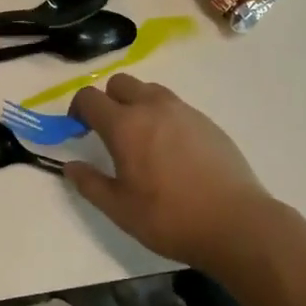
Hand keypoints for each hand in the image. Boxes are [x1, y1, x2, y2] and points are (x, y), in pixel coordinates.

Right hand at [66, 75, 294, 272]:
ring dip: (136, 104)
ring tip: (141, 139)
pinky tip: (171, 150)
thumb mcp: (120, 209)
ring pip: (150, 90)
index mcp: (125, 125)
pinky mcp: (207, 121)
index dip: (77, 110)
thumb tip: (70, 166)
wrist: (236, 222)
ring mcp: (183, 111)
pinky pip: (175, 106)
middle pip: (120, 83)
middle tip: (108, 132)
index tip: (78, 130)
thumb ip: (90, 184)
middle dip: (107, 100)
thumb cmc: (170, 218)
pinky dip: (163, 116)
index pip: (90, 98)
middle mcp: (153, 107)